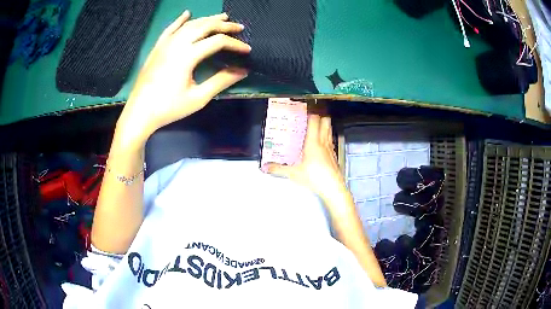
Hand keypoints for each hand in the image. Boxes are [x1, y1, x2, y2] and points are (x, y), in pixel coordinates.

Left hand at [117, 11, 250, 145]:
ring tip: (222, 17)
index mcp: (187, 55)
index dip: (235, 44)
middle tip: (238, 27)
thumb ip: (221, 81)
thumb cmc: (168, 108)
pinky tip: (187, 13)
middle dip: (224, 25)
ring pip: (189, 24)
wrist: (139, 113)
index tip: (247, 50)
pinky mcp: (157, 48)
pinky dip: (180, 20)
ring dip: (207, 19)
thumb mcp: (198, 98)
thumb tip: (242, 70)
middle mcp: (177, 44)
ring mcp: (165, 44)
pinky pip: (170, 28)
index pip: (217, 41)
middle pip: (205, 27)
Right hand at [265, 111, 347, 203]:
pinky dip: (327, 136)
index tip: (306, 108)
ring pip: (329, 130)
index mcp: (313, 142)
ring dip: (325, 124)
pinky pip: (331, 140)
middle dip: (321, 115)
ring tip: (318, 123)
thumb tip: (265, 167)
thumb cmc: (314, 178)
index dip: (312, 112)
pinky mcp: (334, 155)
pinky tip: (323, 142)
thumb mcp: (294, 174)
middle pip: (326, 122)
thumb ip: (279, 169)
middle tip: (313, 113)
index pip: (315, 121)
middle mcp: (323, 142)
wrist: (333, 188)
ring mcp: (331, 148)